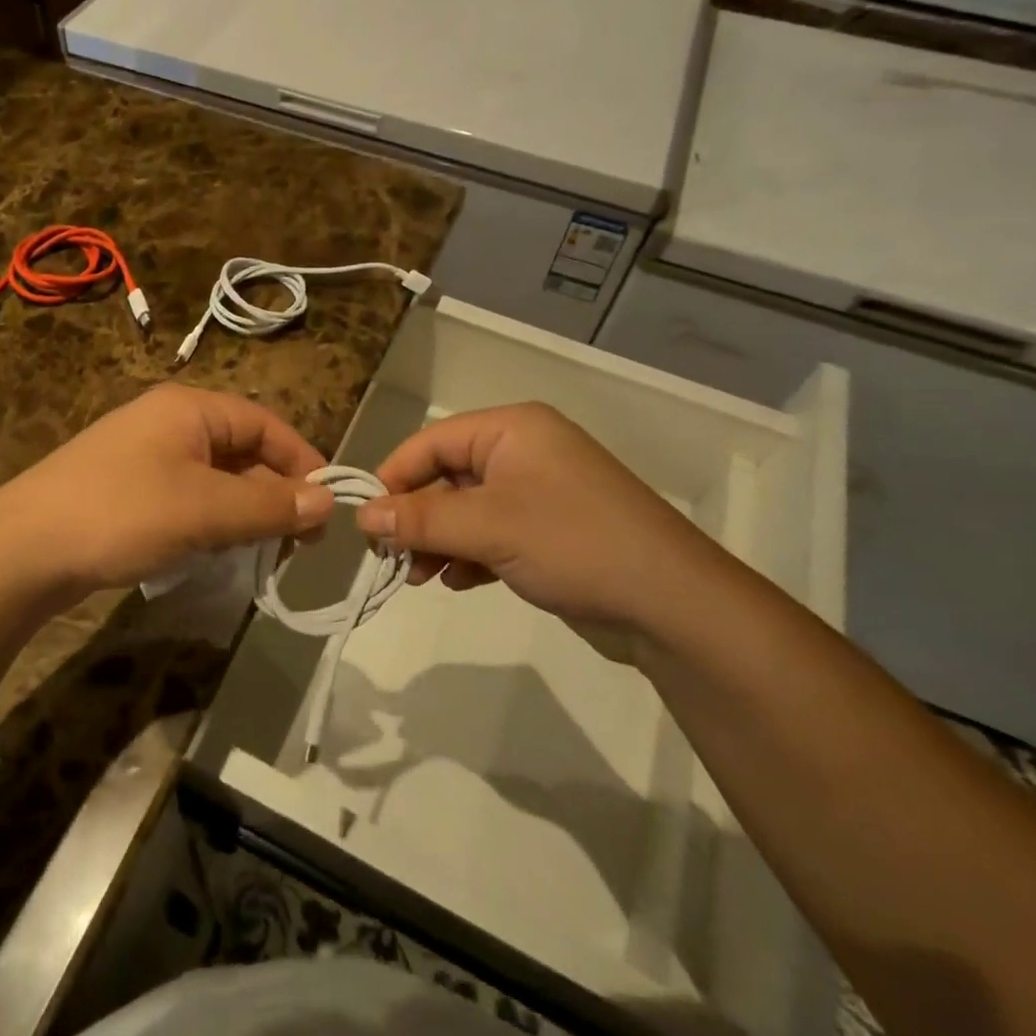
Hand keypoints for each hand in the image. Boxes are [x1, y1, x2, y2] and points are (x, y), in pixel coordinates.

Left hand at [0, 384, 335, 601]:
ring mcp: (145, 455)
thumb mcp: (204, 509)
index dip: (302, 461)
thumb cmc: (121, 513)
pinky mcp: (128, 488)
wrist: (21, 549)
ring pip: (216, 477)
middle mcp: (169, 422)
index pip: (265, 424)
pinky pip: (188, 496)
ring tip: (264, 550)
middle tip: (300, 541)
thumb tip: (328, 501)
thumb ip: (269, 505)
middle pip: (242, 450)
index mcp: (190, 409)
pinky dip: (212, 519)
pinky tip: (215, 550)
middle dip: (275, 492)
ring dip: (245, 510)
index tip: (327, 507)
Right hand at [353, 402, 733, 639]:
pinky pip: (492, 533)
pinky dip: (469, 555)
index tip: (368, 521)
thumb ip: (420, 518)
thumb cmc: (573, 543)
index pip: (432, 441)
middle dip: (418, 518)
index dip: (395, 477)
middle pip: (447, 476)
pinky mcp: (550, 531)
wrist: (673, 605)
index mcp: (512, 430)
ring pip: (467, 509)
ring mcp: (539, 493)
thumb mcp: (488, 526)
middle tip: (392, 558)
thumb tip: (362, 516)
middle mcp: (524, 452)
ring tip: (421, 578)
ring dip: (439, 541)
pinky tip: (459, 583)